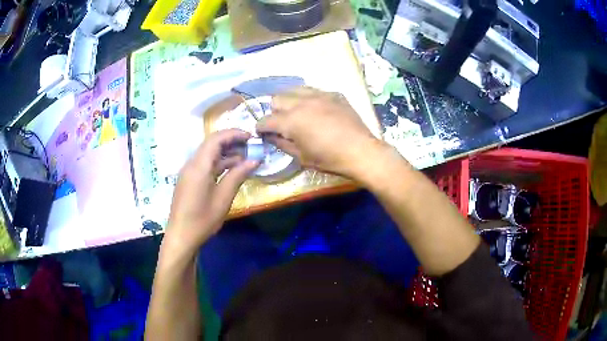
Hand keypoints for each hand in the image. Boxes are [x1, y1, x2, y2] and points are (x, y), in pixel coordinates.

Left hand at [165, 129, 258, 251]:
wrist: (181, 236)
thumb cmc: (202, 220)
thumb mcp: (223, 198)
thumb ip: (237, 175)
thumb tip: (254, 160)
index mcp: (198, 166)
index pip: (216, 139)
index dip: (234, 134)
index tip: (251, 137)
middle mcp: (191, 164)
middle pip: (211, 144)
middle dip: (231, 141)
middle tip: (251, 146)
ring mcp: (189, 172)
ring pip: (208, 154)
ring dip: (226, 153)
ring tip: (245, 157)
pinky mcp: (189, 180)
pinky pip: (205, 164)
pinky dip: (219, 163)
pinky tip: (232, 169)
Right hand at [257, 87, 380, 178]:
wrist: (361, 151)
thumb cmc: (329, 159)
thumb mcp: (301, 157)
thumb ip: (281, 144)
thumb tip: (269, 136)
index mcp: (291, 121)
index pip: (266, 120)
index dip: (260, 127)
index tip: (261, 132)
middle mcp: (302, 102)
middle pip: (277, 99)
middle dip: (274, 111)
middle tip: (281, 123)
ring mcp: (319, 95)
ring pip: (294, 89)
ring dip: (290, 101)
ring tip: (297, 112)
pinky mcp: (334, 94)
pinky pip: (314, 91)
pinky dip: (309, 99)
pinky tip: (317, 110)